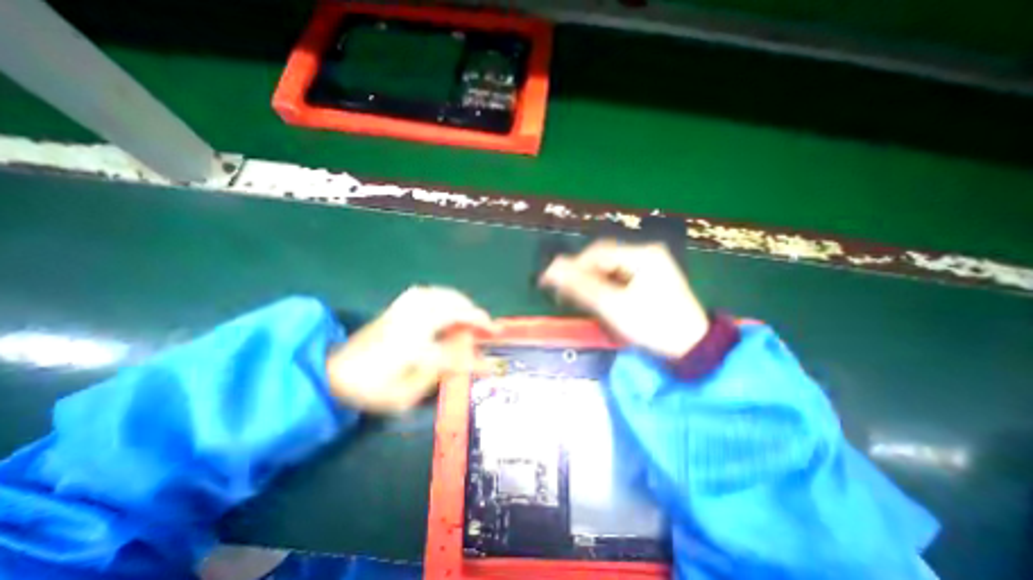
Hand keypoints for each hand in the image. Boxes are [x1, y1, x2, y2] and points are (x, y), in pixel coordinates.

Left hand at [327, 285, 495, 411]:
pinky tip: (449, 302)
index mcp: (411, 350)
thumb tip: (461, 360)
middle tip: (489, 327)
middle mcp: (410, 324)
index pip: (453, 354)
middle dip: (476, 317)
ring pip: (441, 296)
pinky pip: (428, 292)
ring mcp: (403, 312)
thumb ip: (435, 377)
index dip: (474, 361)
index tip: (490, 365)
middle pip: (451, 311)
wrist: (333, 371)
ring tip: (474, 314)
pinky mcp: (397, 306)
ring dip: (463, 303)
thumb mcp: (403, 397)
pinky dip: (445, 295)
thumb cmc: (370, 389)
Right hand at [541, 237, 710, 357]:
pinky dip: (604, 287)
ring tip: (576, 298)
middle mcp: (646, 253)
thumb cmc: (653, 325)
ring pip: (609, 268)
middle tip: (564, 293)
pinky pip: (618, 277)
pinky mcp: (649, 279)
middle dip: (581, 275)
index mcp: (642, 254)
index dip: (571, 266)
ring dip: (591, 281)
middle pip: (603, 258)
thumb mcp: (613, 307)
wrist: (692, 348)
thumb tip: (551, 270)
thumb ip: (581, 287)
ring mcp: (649, 265)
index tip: (552, 282)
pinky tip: (596, 299)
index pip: (597, 253)